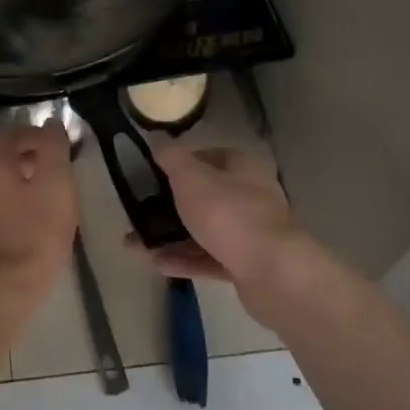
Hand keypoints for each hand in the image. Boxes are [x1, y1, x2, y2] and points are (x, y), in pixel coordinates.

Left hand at [0, 122, 76, 295]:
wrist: (0, 288)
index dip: (42, 134)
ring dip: (31, 181)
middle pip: (8, 155)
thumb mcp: (56, 182)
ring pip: (6, 180)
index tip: (67, 147)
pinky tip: (42, 221)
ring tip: (59, 197)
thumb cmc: (33, 231)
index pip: (15, 130)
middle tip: (65, 171)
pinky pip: (3, 203)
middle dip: (37, 157)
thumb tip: (52, 123)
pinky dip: (23, 202)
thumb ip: (54, 147)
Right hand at [126, 142, 308, 296]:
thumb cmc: (229, 214)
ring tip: (135, 245)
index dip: (178, 164)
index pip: (207, 157)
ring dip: (171, 237)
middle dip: (168, 206)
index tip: (149, 175)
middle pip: (204, 196)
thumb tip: (156, 136)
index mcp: (243, 167)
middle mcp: (251, 196)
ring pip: (204, 230)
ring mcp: (250, 233)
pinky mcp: (247, 265)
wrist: (273, 273)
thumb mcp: (191, 178)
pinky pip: (210, 258)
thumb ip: (170, 156)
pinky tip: (157, 264)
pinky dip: (185, 260)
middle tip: (138, 213)